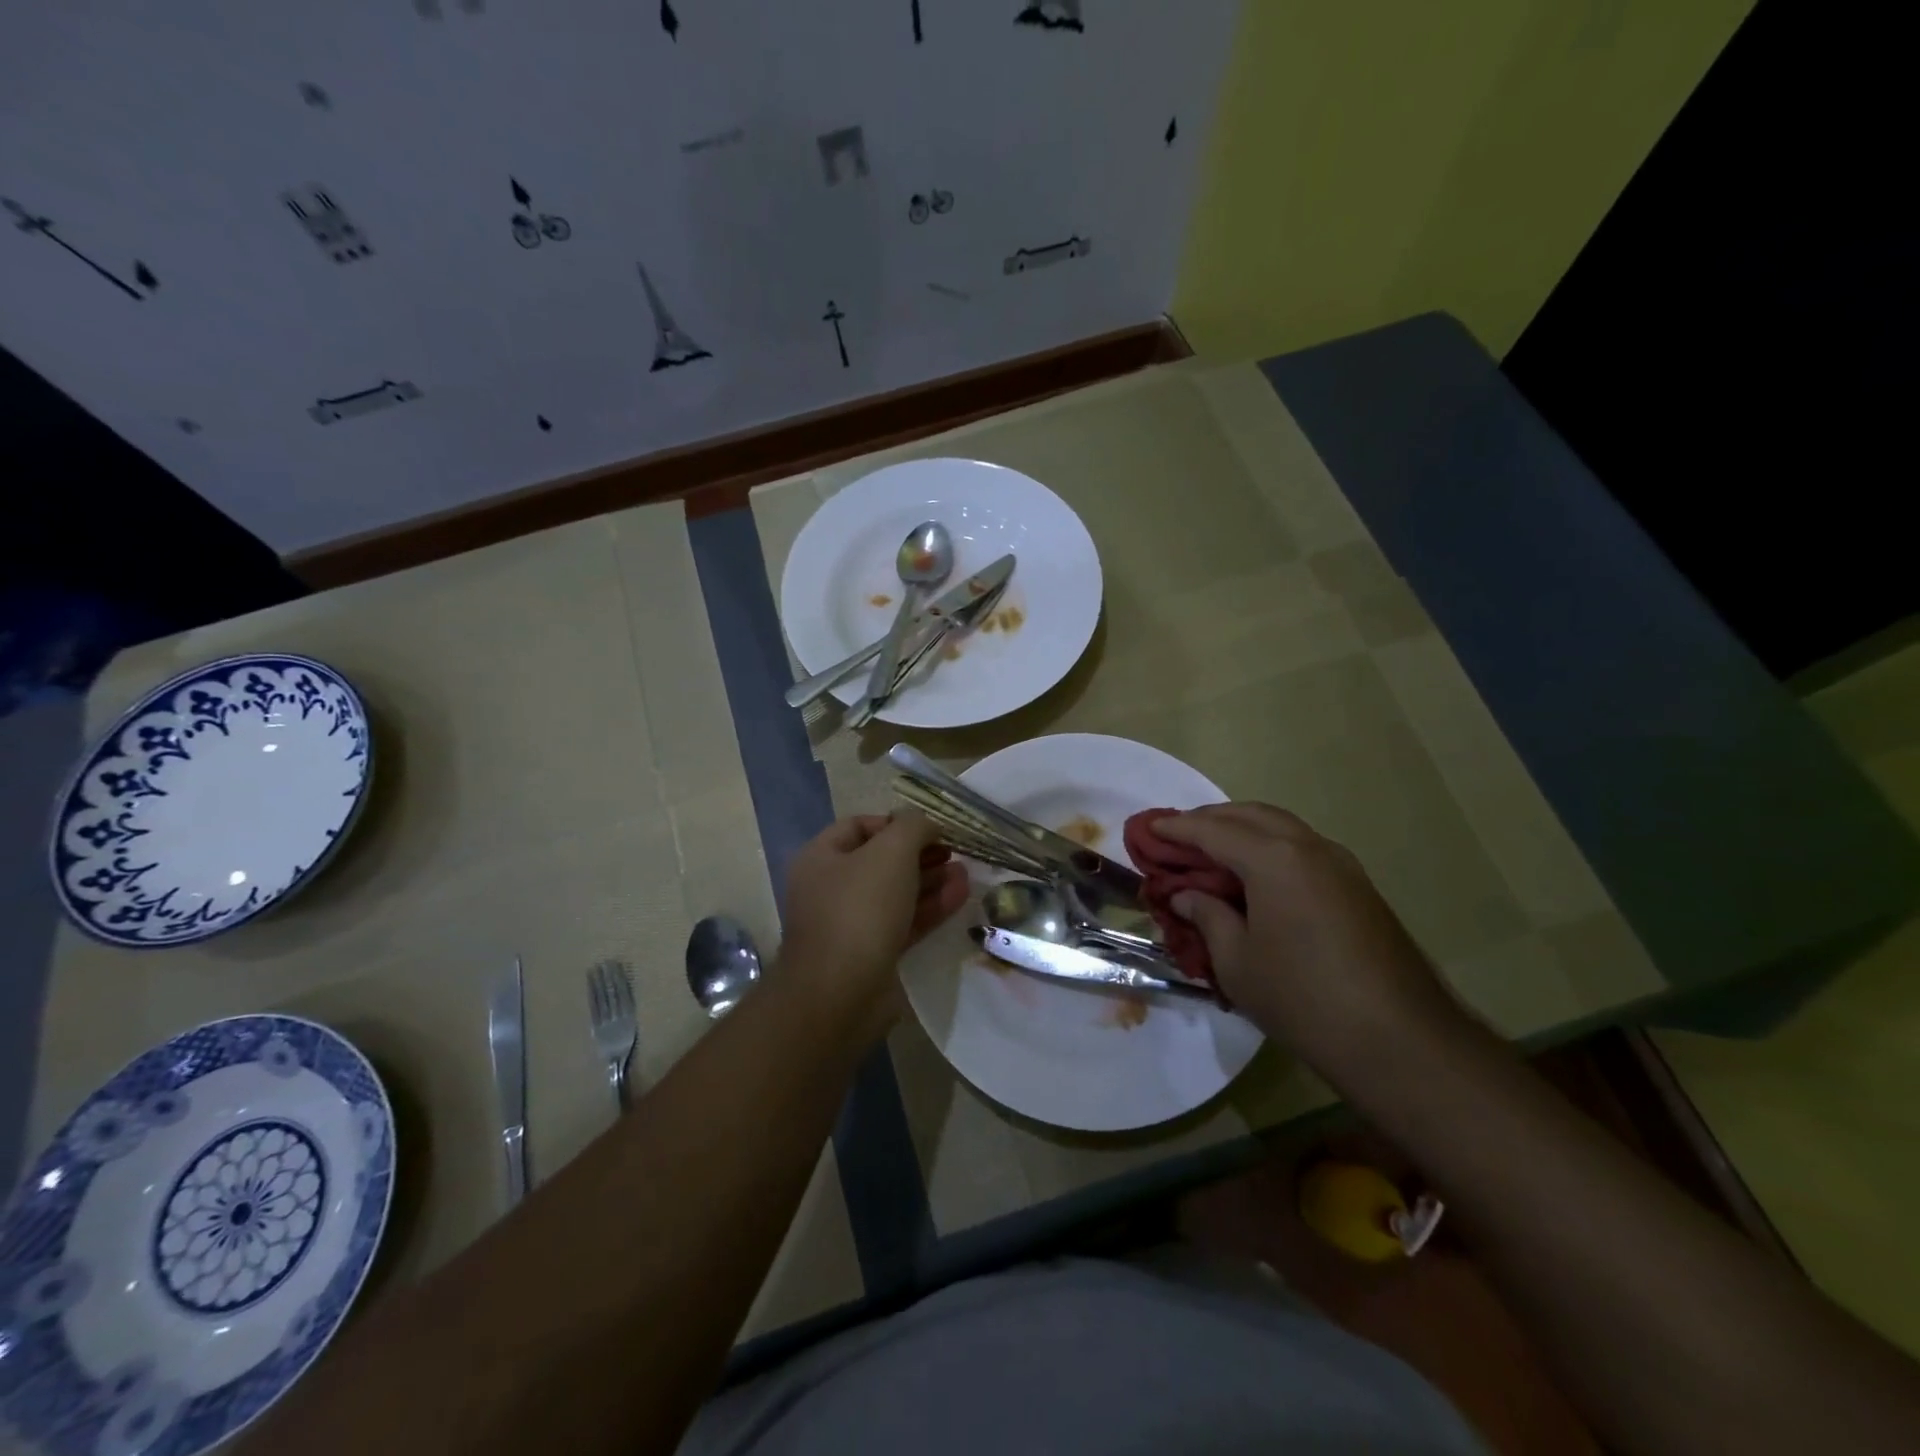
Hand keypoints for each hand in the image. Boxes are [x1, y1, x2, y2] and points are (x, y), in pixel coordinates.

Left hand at [779, 811, 968, 1039]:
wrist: (840, 994)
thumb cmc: (860, 909)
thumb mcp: (891, 852)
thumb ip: (913, 827)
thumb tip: (926, 824)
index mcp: (821, 857)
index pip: (860, 825)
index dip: (897, 822)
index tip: (932, 830)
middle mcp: (831, 887)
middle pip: (881, 860)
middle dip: (921, 854)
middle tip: (955, 853)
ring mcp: (850, 923)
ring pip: (896, 893)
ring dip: (931, 881)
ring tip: (966, 874)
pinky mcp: (871, 954)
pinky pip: (903, 922)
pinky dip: (930, 908)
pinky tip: (960, 897)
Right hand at [1155, 803, 1463, 1076]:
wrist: (1400, 1041)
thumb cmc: (1303, 998)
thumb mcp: (1237, 962)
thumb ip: (1207, 917)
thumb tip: (1188, 895)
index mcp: (1274, 859)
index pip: (1213, 830)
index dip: (1177, 829)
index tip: (1148, 830)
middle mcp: (1309, 847)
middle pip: (1250, 815)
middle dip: (1210, 819)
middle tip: (1177, 835)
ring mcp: (1340, 864)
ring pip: (1281, 827)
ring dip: (1242, 829)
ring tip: (1211, 850)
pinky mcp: (1358, 886)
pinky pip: (1302, 848)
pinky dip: (1269, 847)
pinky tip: (1255, 874)